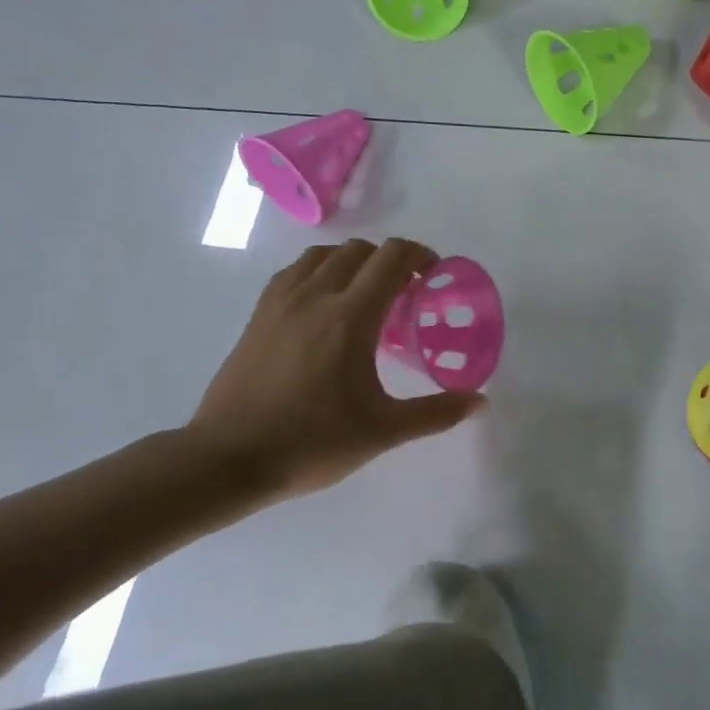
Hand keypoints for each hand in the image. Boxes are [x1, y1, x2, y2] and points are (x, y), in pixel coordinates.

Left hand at [184, 239, 484, 502]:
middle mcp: (315, 296)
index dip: (421, 256)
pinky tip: (324, 306)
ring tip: (367, 294)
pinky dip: (319, 273)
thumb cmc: (312, 443)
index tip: (436, 275)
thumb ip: (436, 413)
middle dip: (391, 260)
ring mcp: (280, 303)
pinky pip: (294, 273)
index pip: (391, 258)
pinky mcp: (258, 317)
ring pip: (322, 256)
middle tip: (408, 292)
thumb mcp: (383, 432)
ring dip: (353, 262)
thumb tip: (481, 402)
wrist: (228, 459)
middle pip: (359, 250)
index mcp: (350, 316)